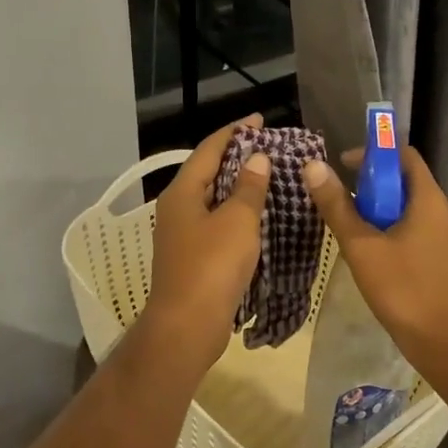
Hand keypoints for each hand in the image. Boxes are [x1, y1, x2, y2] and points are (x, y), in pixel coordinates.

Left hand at [139, 115, 270, 369]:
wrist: (187, 326)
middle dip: (238, 158)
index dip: (235, 132)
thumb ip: (248, 188)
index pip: (209, 149)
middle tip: (270, 149)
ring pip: (214, 199)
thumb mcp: (238, 221)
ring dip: (240, 187)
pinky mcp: (193, 256)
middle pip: (209, 172)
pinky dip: (238, 214)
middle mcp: (178, 207)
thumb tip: (257, 159)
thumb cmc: (212, 266)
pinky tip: (260, 217)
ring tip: (270, 178)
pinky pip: (217, 223)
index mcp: (183, 192)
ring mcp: (183, 233)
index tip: (259, 121)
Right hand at [302, 145, 447, 381]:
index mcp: (429, 200)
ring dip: (379, 210)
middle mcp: (442, 212)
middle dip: (371, 185)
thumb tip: (314, 167)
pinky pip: (415, 230)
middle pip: (405, 181)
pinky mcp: (442, 258)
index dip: (374, 153)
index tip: (343, 166)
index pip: (404, 156)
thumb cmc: (404, 289)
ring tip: (349, 227)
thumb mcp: (362, 247)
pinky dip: (391, 230)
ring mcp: (446, 237)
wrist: (446, 343)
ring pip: (408, 209)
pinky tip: (370, 253)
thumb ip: (338, 206)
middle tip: (340, 200)